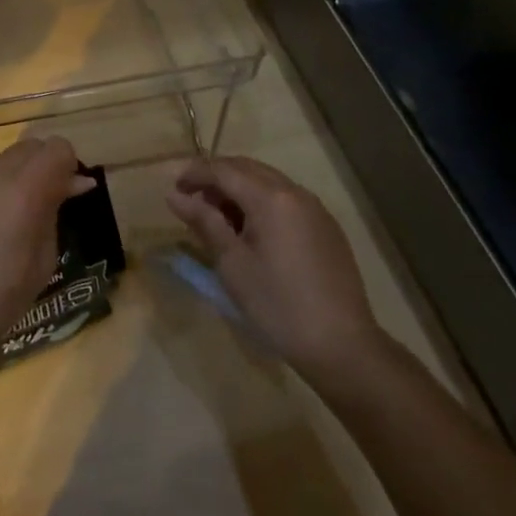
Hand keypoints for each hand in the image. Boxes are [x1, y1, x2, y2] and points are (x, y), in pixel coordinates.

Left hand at [0, 136, 89, 369]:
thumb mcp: (42, 262)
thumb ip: (54, 211)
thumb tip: (73, 182)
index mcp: (22, 192)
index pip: (57, 148)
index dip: (66, 167)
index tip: (64, 192)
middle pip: (26, 148)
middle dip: (37, 170)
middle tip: (33, 206)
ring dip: (3, 183)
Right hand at [166, 157, 384, 383]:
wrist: (343, 347)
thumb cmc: (277, 304)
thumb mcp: (232, 263)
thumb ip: (203, 221)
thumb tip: (174, 195)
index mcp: (270, 198)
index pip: (224, 170)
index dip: (194, 173)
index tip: (172, 189)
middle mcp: (295, 193)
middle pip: (247, 169)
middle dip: (215, 177)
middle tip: (190, 199)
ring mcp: (315, 209)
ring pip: (267, 182)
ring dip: (238, 189)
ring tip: (216, 216)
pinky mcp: (327, 228)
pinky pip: (286, 199)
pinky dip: (261, 202)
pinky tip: (250, 230)